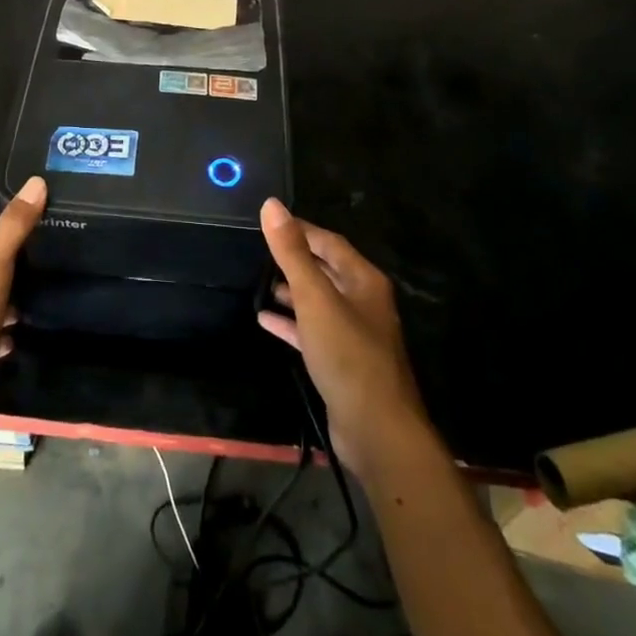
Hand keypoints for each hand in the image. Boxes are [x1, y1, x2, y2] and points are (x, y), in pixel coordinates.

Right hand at [257, 199, 430, 475]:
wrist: (376, 430)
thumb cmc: (347, 354)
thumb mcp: (315, 298)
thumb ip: (292, 253)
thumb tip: (271, 205)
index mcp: (364, 280)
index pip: (329, 242)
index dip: (300, 229)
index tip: (269, 222)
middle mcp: (363, 301)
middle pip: (325, 269)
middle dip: (295, 259)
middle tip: (259, 251)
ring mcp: (354, 333)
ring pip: (319, 301)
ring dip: (292, 291)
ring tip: (260, 282)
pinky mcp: (342, 361)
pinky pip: (313, 331)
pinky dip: (291, 323)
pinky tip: (265, 319)